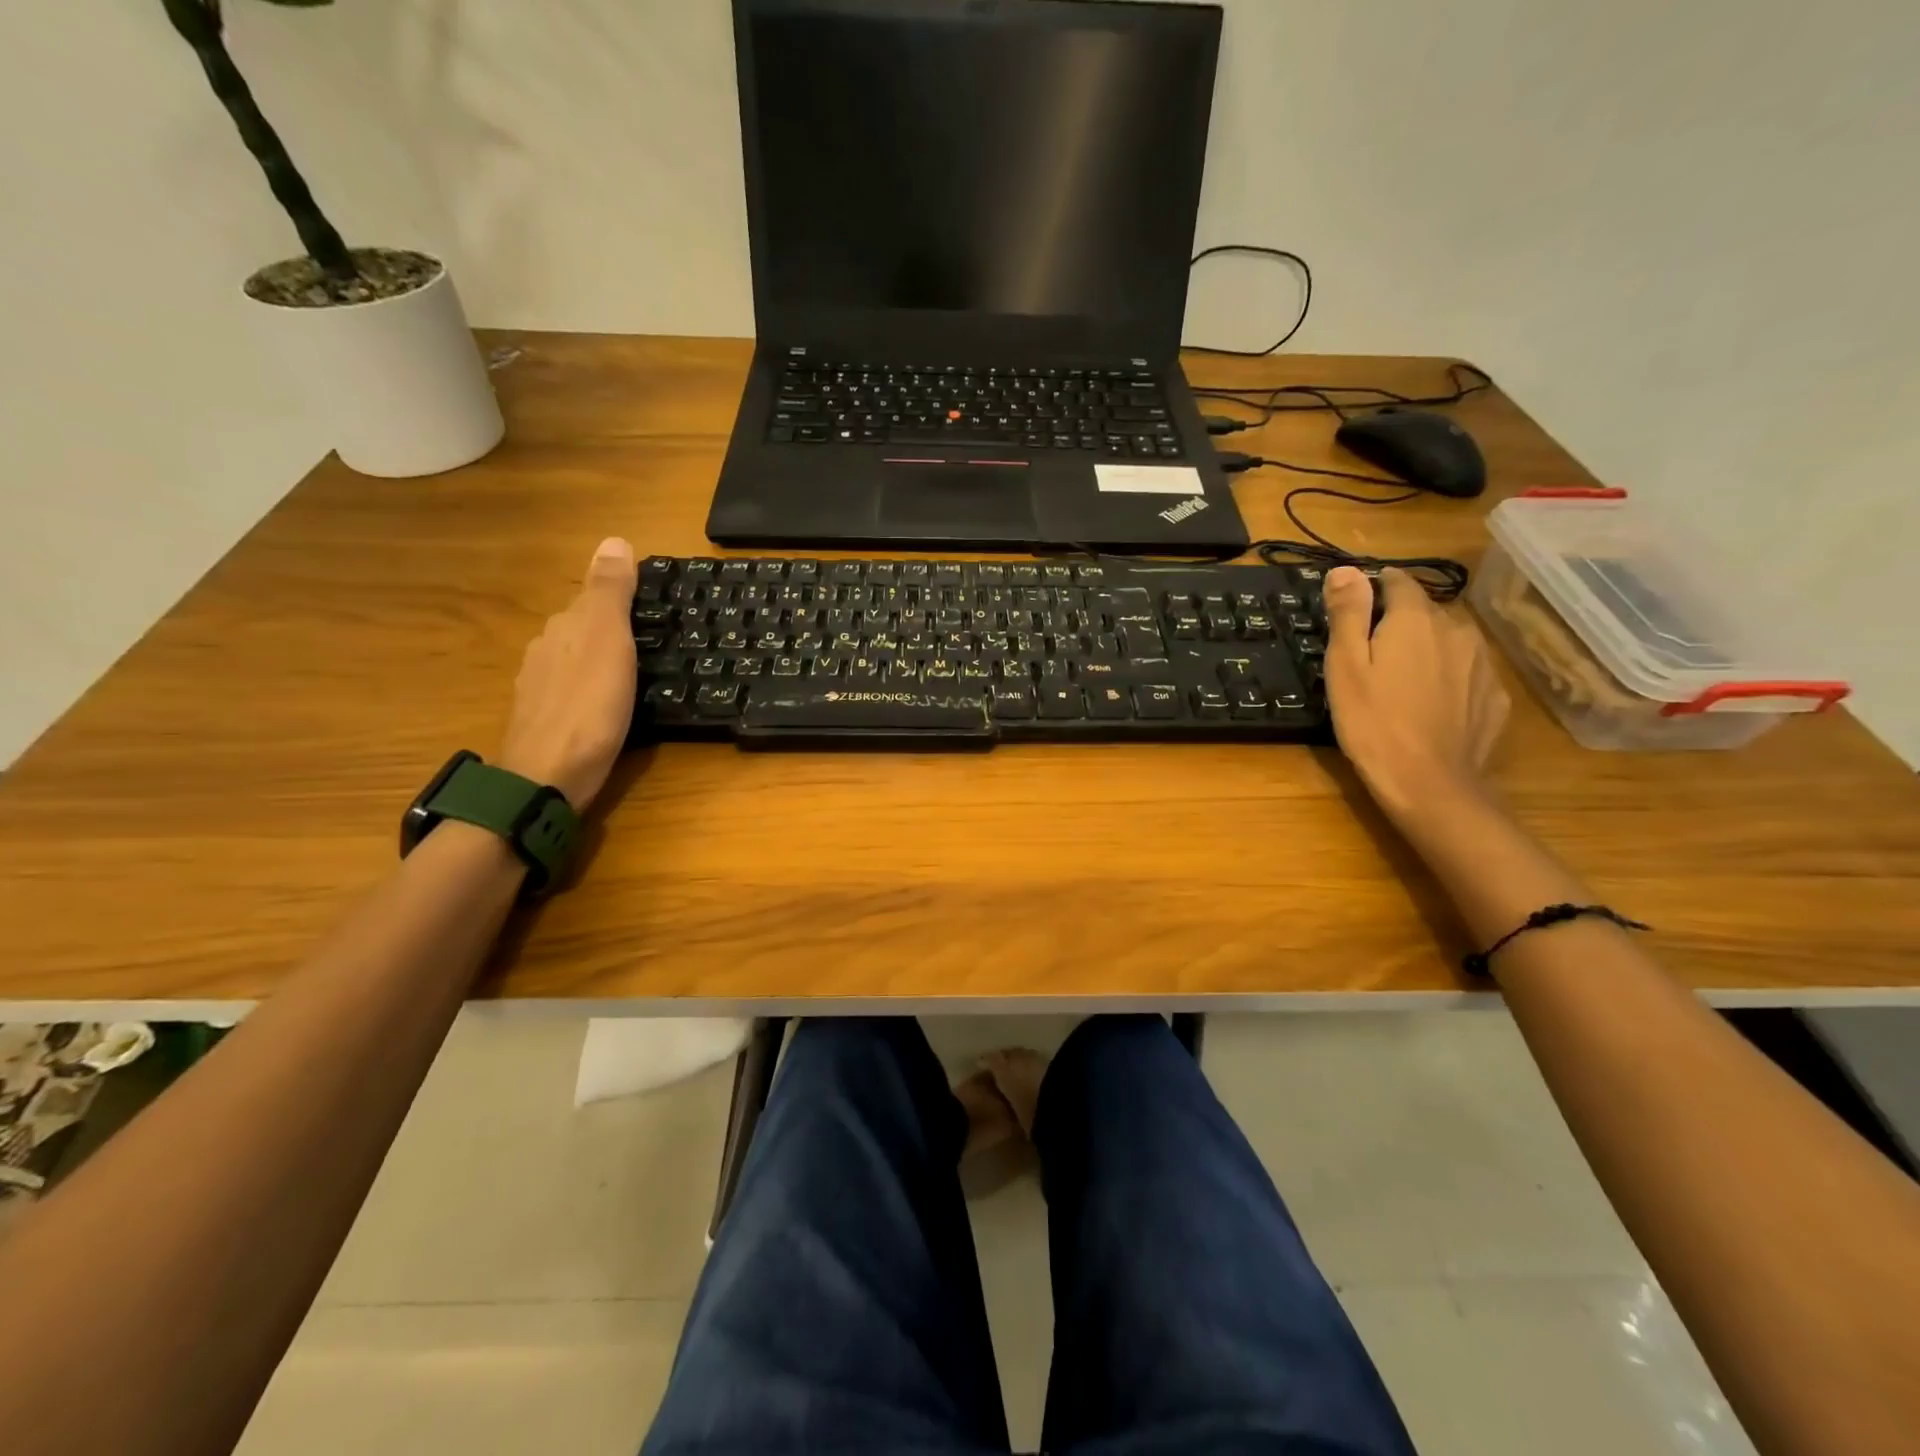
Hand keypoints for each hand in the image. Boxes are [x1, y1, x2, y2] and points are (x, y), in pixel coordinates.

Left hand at [495, 538, 637, 810]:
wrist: (549, 776)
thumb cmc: (589, 706)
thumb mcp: (608, 640)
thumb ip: (610, 592)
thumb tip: (613, 538)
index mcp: (564, 629)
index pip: (593, 601)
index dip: (622, 602)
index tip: (656, 612)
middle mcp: (545, 652)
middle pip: (582, 631)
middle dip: (611, 632)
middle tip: (654, 645)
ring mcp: (540, 689)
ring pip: (575, 662)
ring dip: (600, 663)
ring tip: (637, 676)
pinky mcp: (545, 722)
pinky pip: (574, 693)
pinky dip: (592, 692)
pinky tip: (607, 707)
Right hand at [1322, 566, 1508, 824]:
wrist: (1429, 783)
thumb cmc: (1372, 721)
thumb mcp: (1345, 665)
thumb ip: (1348, 613)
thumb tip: (1345, 568)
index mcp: (1416, 619)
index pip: (1398, 581)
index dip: (1373, 588)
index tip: (1354, 610)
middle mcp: (1457, 630)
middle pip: (1424, 612)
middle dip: (1398, 624)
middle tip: (1369, 658)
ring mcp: (1482, 664)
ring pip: (1448, 642)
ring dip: (1425, 650)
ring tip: (1400, 683)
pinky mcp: (1495, 696)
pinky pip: (1465, 673)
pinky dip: (1447, 679)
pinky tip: (1428, 706)